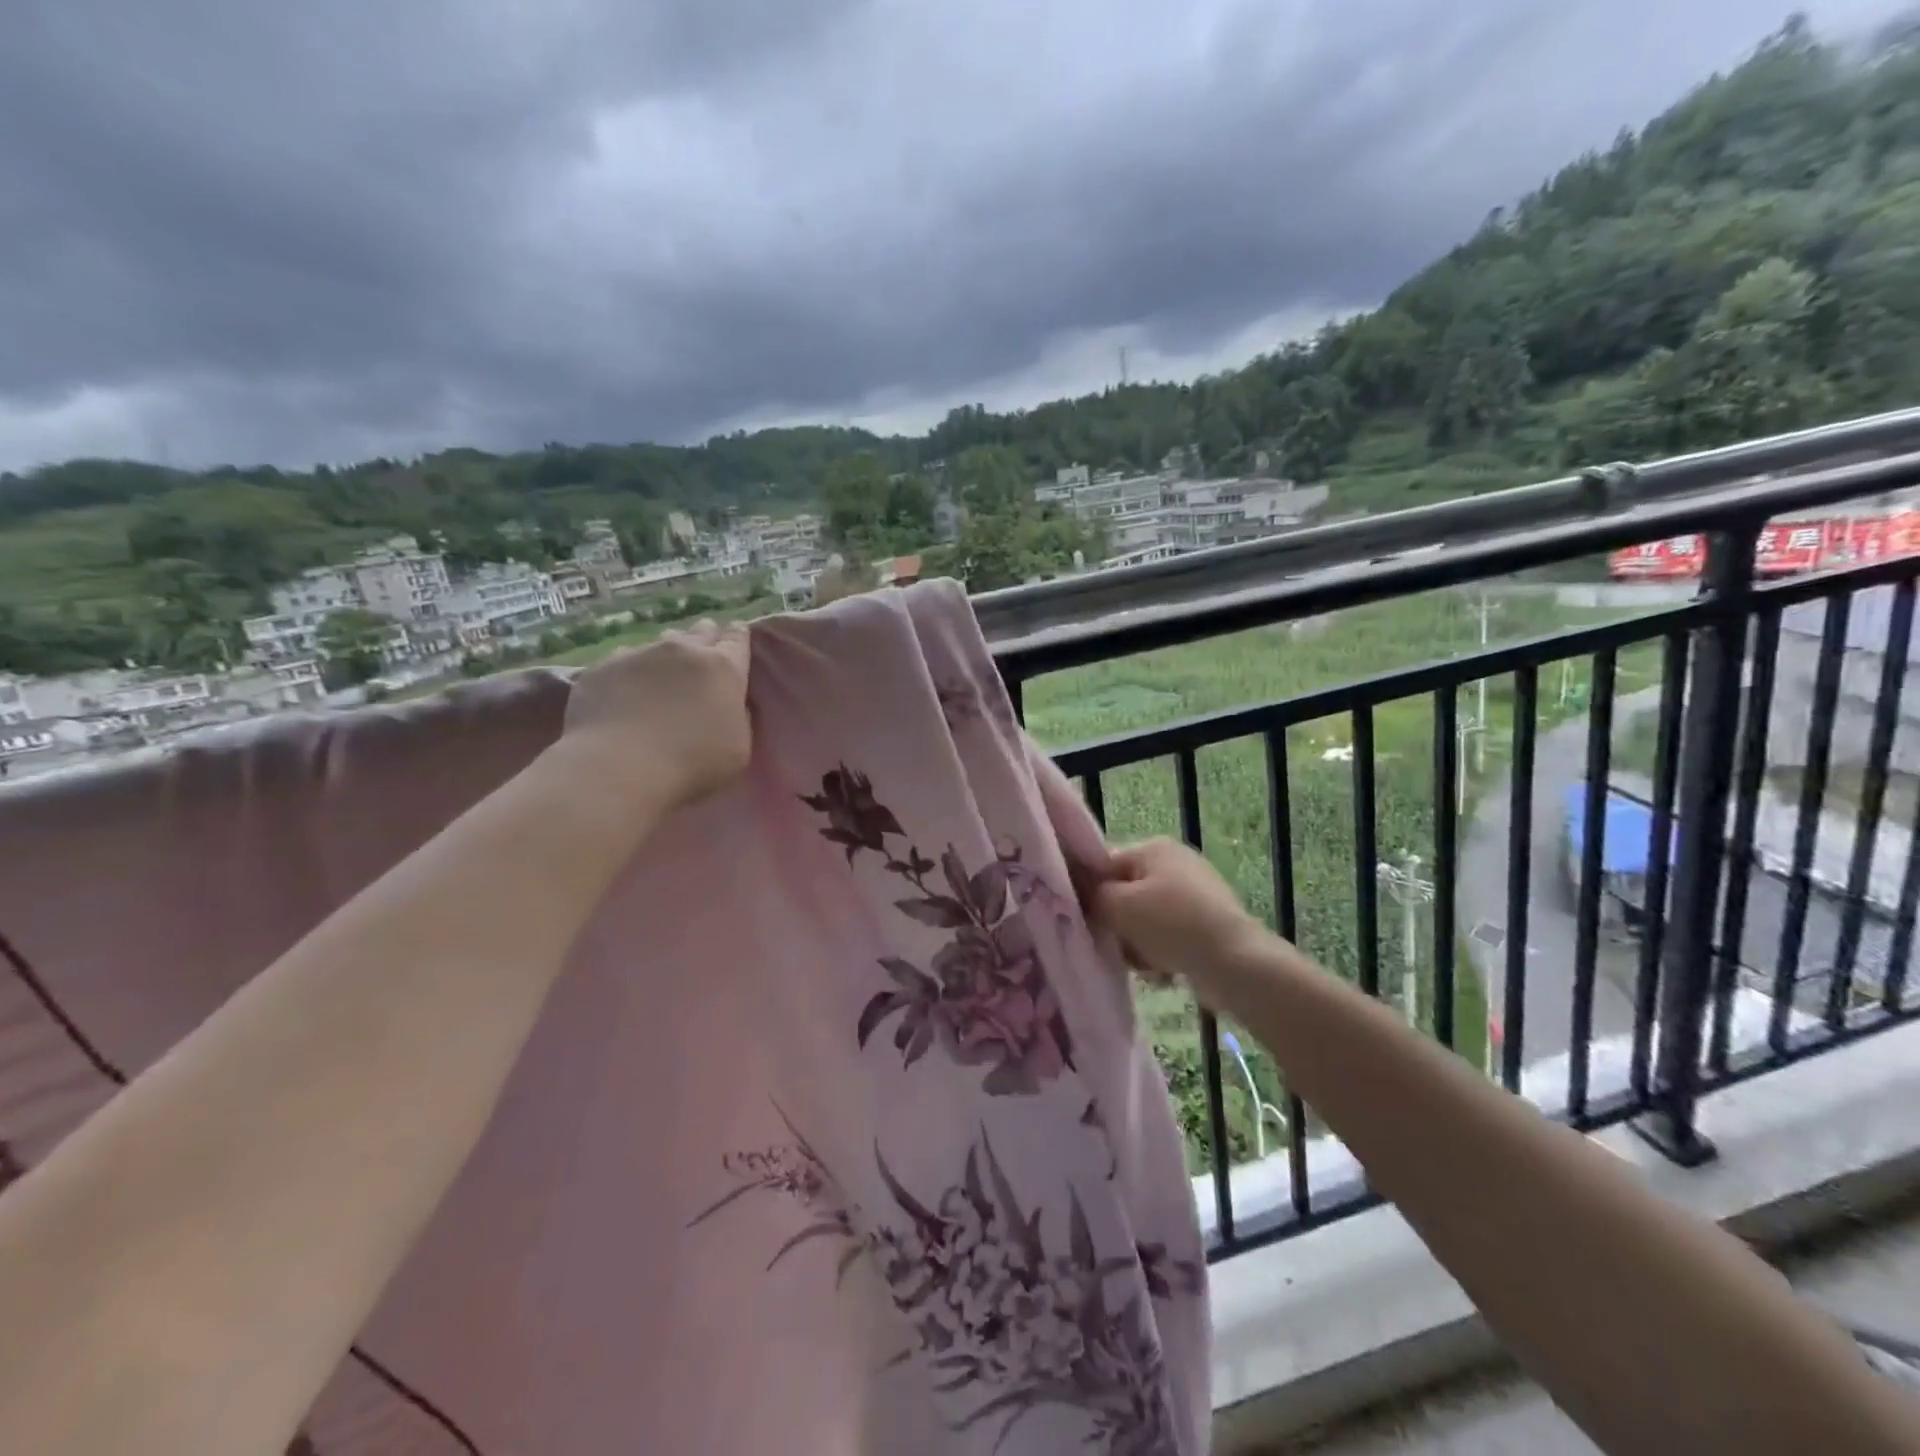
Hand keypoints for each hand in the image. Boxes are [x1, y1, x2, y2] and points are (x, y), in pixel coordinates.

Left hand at [559, 619, 751, 808]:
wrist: (618, 768)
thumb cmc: (691, 764)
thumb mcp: (739, 747)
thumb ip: (738, 716)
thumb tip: (728, 704)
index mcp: (723, 666)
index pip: (737, 637)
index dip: (738, 639)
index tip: (736, 646)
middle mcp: (682, 649)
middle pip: (700, 631)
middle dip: (705, 640)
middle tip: (703, 662)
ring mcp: (639, 653)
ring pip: (660, 643)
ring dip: (667, 656)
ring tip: (663, 678)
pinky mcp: (602, 666)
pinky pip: (623, 660)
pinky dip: (631, 672)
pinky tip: (626, 694)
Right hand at [1091, 839, 1265, 1004]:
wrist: (1235, 963)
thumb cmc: (1171, 925)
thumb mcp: (1118, 905)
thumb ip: (1091, 894)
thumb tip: (1079, 891)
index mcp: (1153, 848)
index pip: (1104, 863)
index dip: (1089, 891)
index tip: (1083, 919)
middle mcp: (1175, 862)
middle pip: (1125, 893)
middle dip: (1116, 922)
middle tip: (1116, 945)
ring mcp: (1195, 892)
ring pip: (1144, 918)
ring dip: (1136, 942)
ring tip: (1143, 964)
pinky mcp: (1208, 922)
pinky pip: (1168, 934)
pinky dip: (1161, 951)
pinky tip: (1164, 971)